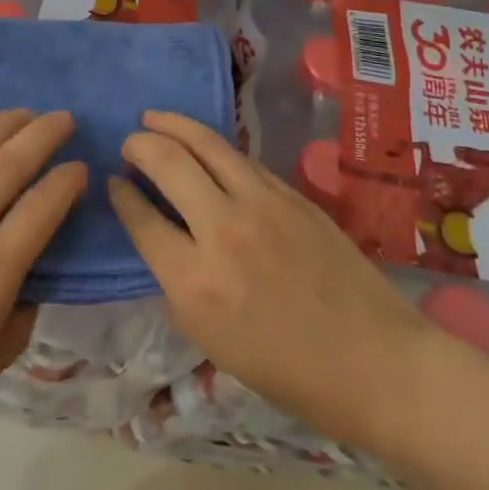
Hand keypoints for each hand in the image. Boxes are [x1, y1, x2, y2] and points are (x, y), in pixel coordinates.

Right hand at [108, 112, 438, 450]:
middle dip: (139, 145)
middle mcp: (223, 231)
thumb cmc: (288, 370)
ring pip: (205, 143)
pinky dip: (212, 146)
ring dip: (172, 125)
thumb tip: (157, 233)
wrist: (376, 364)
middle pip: (167, 162)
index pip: (141, 218)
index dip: (120, 194)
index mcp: (194, 281)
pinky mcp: (292, 194)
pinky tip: (203, 146)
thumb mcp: (211, 340)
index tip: (112, 182)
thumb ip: (177, 281)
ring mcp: (262, 204)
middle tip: (129, 144)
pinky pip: (240, 159)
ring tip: (154, 119)